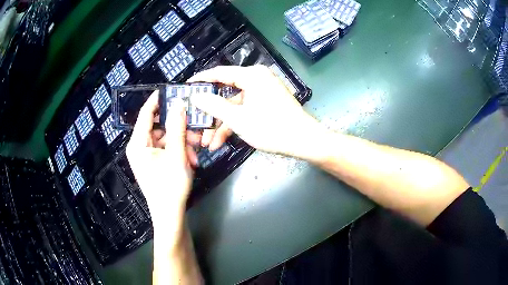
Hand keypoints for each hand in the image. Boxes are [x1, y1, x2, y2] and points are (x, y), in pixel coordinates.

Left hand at [126, 91, 192, 226]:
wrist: (170, 214)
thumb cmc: (170, 186)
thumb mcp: (177, 154)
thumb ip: (178, 127)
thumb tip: (179, 103)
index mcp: (138, 143)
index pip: (146, 113)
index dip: (158, 99)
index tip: (172, 89)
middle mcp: (139, 147)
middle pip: (160, 127)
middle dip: (179, 128)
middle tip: (195, 129)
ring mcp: (147, 155)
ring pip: (166, 138)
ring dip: (182, 142)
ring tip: (195, 152)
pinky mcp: (154, 162)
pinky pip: (167, 149)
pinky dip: (179, 151)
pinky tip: (191, 160)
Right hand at [188, 65, 324, 158]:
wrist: (304, 141)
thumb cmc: (271, 128)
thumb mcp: (238, 118)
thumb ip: (214, 105)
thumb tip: (195, 96)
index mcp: (251, 76)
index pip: (219, 73)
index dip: (201, 80)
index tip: (186, 86)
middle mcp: (257, 79)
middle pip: (225, 93)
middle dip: (210, 114)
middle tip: (195, 123)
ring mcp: (262, 92)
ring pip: (234, 106)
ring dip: (221, 124)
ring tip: (208, 143)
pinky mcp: (266, 103)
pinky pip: (245, 110)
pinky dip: (234, 124)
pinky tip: (222, 141)